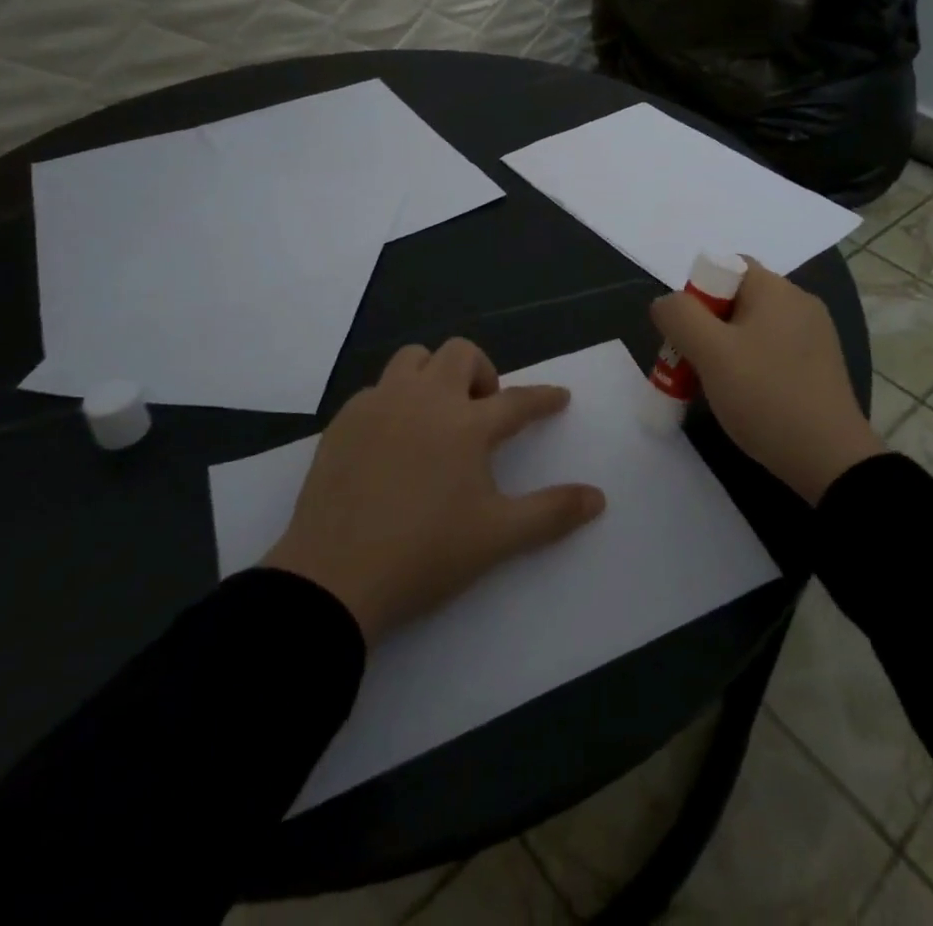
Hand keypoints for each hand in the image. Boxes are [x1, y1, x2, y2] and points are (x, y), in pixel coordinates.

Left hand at [262, 339, 605, 642]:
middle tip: (485, 411)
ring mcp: (379, 404)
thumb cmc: (425, 554)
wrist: (334, 578)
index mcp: (466, 424)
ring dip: (435, 374)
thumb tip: (598, 498)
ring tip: (439, 415)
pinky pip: (378, 389)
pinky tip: (394, 439)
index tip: (559, 397)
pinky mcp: (344, 420)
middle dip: (483, 372)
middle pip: (461, 354)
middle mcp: (424, 399)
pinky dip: (396, 400)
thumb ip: (552, 513)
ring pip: (413, 358)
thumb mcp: (497, 537)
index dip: (544, 398)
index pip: (517, 400)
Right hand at [651, 260, 882, 504]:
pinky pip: (772, 352)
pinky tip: (743, 397)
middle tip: (690, 363)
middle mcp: (799, 303)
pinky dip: (750, 366)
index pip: (727, 266)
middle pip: (737, 298)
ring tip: (711, 385)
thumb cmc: (765, 396)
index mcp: (776, 290)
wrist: (830, 460)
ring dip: (725, 350)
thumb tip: (666, 303)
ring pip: (752, 328)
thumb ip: (680, 317)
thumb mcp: (711, 353)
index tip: (686, 333)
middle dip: (706, 326)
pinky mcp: (818, 367)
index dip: (697, 293)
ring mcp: (814, 336)